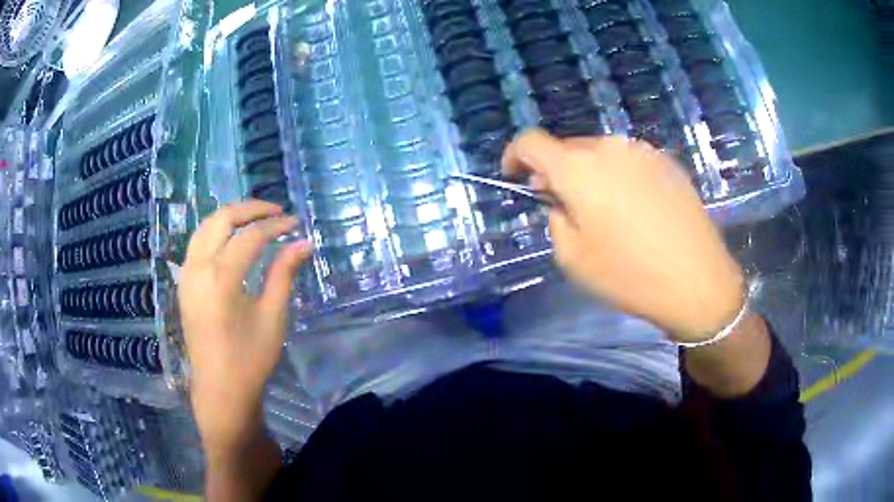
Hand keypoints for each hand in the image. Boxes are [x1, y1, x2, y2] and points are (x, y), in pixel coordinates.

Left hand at [179, 200, 312, 459]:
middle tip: (276, 212)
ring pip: (205, 227)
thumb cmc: (250, 358)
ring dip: (230, 217)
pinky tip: (230, 239)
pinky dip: (215, 232)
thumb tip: (304, 243)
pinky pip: (197, 243)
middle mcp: (199, 267)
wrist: (220, 389)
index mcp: (222, 277)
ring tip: (255, 220)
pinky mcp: (184, 284)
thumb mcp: (273, 316)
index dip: (276, 226)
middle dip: (250, 209)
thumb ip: (284, 273)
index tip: (296, 224)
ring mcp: (187, 275)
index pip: (251, 236)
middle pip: (222, 220)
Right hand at [502, 130, 744, 343]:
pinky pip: (629, 161)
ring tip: (604, 210)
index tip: (514, 176)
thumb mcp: (573, 258)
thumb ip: (555, 218)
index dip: (515, 155)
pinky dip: (618, 176)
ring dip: (589, 173)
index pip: (531, 141)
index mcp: (578, 168)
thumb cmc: (630, 275)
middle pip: (568, 147)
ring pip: (600, 153)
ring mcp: (642, 151)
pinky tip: (635, 209)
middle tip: (563, 204)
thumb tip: (559, 198)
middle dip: (556, 170)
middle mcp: (609, 147)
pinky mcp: (667, 162)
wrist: (698, 280)